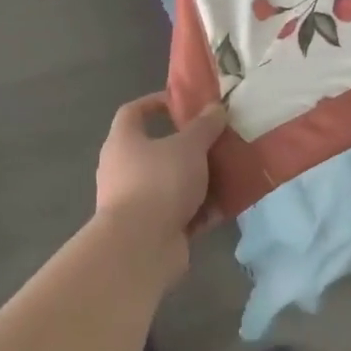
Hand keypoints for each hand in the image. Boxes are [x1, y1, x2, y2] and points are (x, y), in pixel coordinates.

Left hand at [95, 94, 226, 273]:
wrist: (140, 247)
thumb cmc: (159, 182)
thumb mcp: (189, 146)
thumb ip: (203, 126)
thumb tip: (214, 107)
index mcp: (123, 141)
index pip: (133, 112)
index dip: (155, 103)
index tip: (183, 103)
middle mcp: (123, 169)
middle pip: (156, 150)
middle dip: (188, 147)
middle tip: (215, 141)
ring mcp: (135, 202)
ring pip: (171, 183)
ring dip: (198, 180)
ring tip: (228, 173)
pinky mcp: (150, 229)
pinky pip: (179, 212)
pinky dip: (200, 210)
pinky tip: (226, 207)